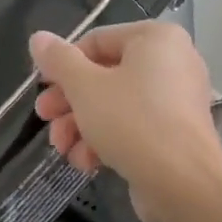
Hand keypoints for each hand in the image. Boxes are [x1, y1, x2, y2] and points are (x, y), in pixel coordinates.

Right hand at [29, 22, 221, 221]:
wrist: (182, 182)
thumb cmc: (131, 121)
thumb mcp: (85, 87)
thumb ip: (58, 60)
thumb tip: (38, 38)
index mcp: (156, 38)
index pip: (96, 41)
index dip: (62, 65)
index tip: (41, 90)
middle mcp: (172, 62)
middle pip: (104, 76)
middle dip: (69, 103)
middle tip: (45, 120)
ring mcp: (176, 100)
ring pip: (115, 105)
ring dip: (82, 127)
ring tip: (63, 149)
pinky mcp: (175, 134)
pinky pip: (134, 127)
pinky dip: (107, 141)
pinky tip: (86, 163)